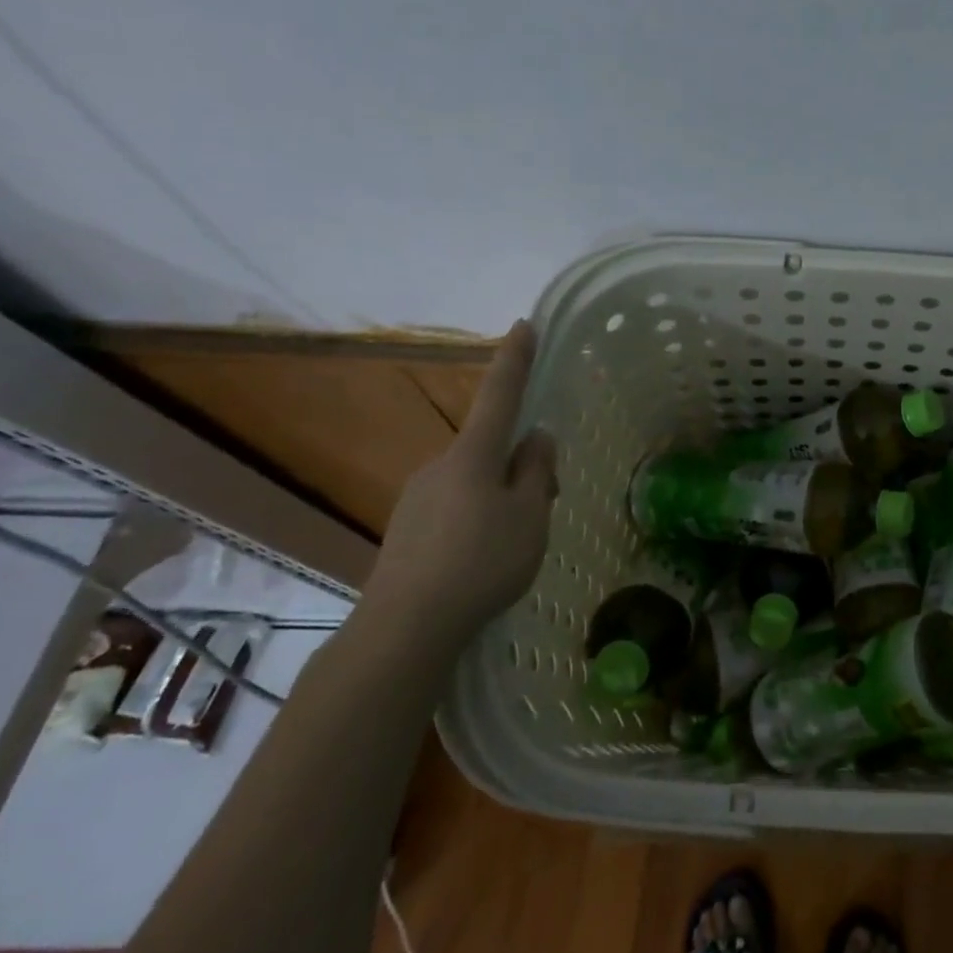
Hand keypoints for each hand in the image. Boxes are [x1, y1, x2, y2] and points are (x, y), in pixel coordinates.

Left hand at [362, 320, 557, 646]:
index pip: (500, 394)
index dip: (515, 359)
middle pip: (491, 448)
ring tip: (517, 540)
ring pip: (473, 480)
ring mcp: (418, 498)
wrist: (404, 628)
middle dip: (520, 462)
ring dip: (501, 494)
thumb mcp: (530, 515)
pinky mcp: (407, 530)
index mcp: (474, 455)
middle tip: (547, 501)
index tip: (524, 324)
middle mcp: (440, 466)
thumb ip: (538, 471)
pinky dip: (477, 517)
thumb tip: (536, 438)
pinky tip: (484, 557)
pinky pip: (454, 507)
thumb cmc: (481, 562)